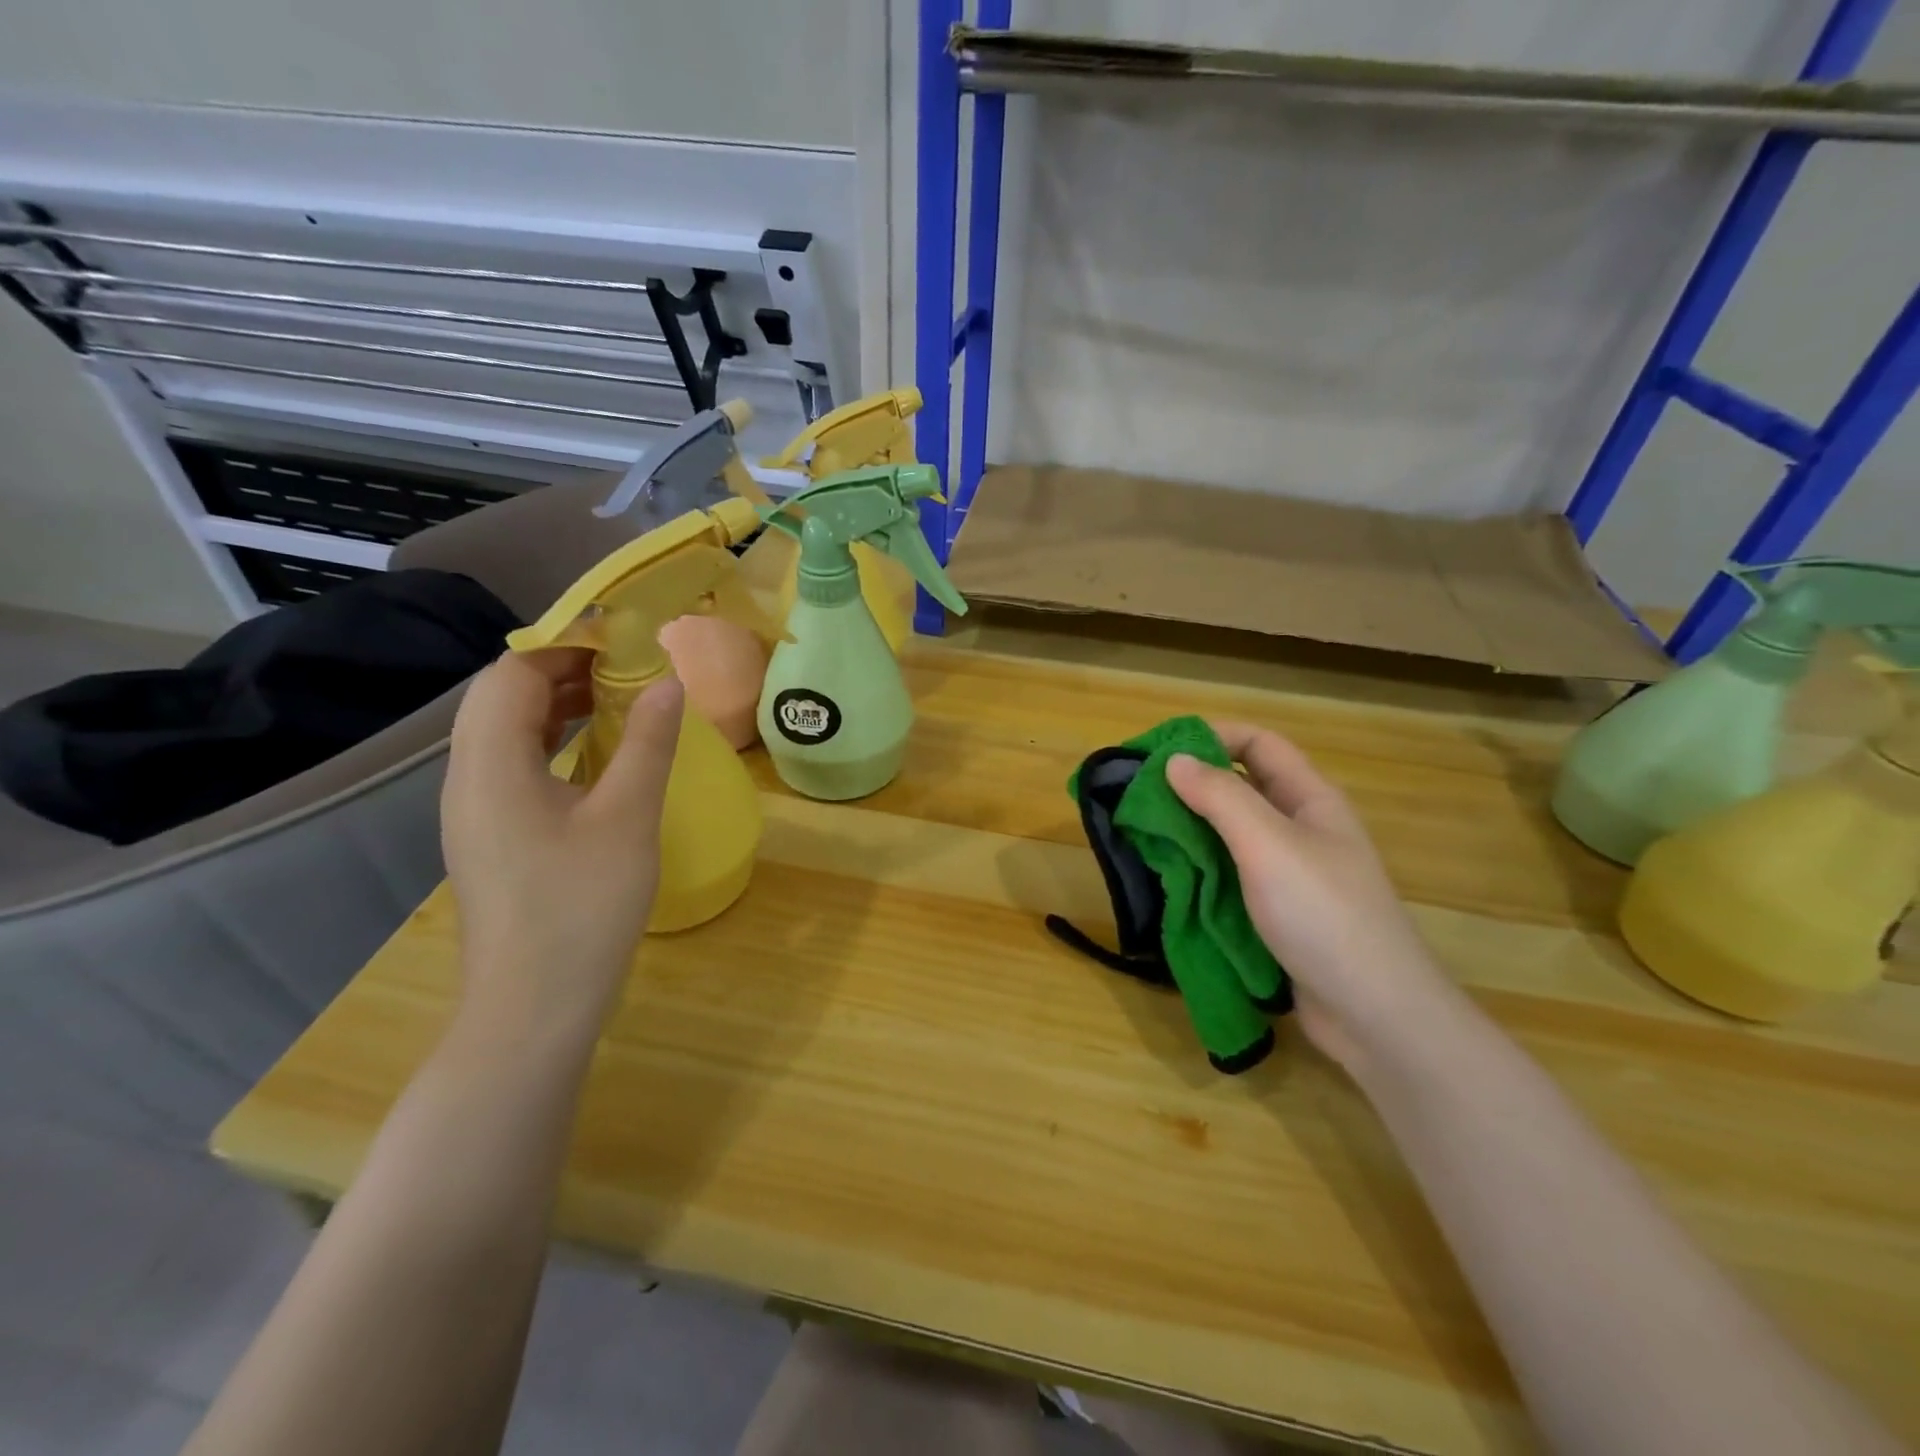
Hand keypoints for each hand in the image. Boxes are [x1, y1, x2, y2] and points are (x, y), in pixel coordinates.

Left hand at [440, 650, 682, 1043]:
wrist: (533, 1010)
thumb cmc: (582, 909)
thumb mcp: (627, 819)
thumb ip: (647, 744)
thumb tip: (667, 682)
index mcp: (491, 767)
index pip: (511, 675)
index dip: (564, 646)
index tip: (623, 640)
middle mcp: (468, 781)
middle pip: (501, 699)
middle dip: (562, 670)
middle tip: (627, 666)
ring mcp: (476, 813)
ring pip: (507, 734)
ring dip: (558, 706)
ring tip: (619, 699)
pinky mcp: (492, 838)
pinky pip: (516, 766)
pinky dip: (554, 743)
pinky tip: (597, 756)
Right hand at [1167, 722, 1462, 1070]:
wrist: (1374, 1015)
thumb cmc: (1322, 915)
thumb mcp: (1267, 845)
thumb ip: (1220, 798)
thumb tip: (1173, 760)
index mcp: (1310, 799)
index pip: (1258, 744)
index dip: (1212, 737)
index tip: (1158, 750)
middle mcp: (1301, 829)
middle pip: (1242, 788)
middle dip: (1191, 786)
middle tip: (1139, 796)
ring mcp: (1290, 874)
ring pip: (1231, 836)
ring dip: (1190, 831)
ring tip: (1143, 835)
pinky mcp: (1276, 913)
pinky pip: (1231, 876)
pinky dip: (1200, 870)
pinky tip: (1170, 878)